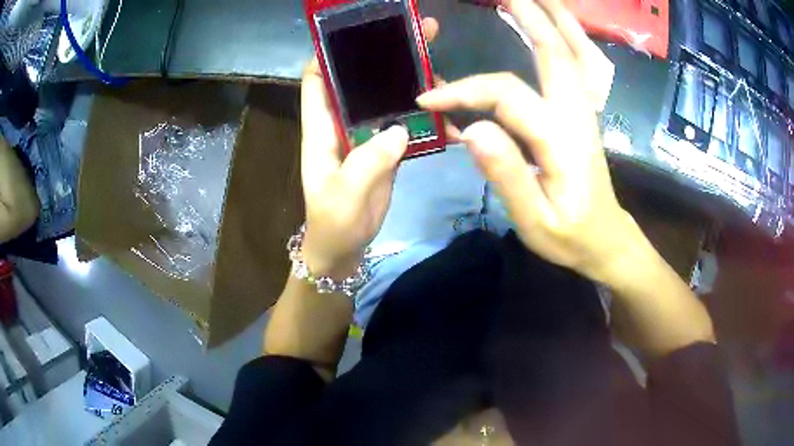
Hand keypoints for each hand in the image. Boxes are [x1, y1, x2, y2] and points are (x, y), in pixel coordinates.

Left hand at [300, 18, 439, 278]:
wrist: (344, 249)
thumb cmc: (333, 223)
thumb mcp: (344, 195)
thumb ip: (368, 162)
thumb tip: (399, 129)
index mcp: (321, 129)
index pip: (315, 80)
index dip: (328, 52)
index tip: (356, 31)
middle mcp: (342, 124)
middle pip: (359, 80)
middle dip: (384, 55)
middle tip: (420, 34)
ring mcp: (365, 135)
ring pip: (386, 98)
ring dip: (411, 84)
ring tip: (442, 72)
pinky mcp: (385, 149)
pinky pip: (404, 123)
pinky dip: (423, 117)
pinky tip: (447, 115)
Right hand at [417, 0, 640, 281]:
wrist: (605, 239)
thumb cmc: (569, 236)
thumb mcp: (534, 220)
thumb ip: (507, 174)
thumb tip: (472, 129)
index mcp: (561, 140)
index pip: (506, 96)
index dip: (463, 91)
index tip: (427, 100)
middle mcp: (577, 114)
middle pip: (554, 52)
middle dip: (528, 16)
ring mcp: (584, 109)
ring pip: (571, 51)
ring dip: (553, 18)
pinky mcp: (583, 111)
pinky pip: (577, 63)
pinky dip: (567, 36)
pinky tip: (555, 23)